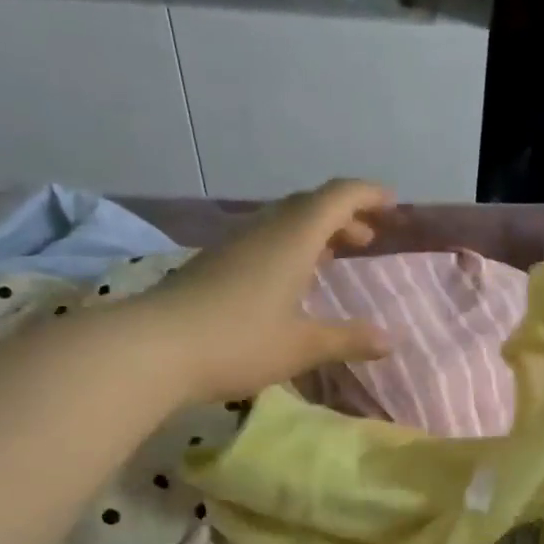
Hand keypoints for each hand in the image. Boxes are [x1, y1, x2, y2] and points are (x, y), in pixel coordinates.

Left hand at [142, 180, 393, 402]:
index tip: (392, 205)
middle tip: (367, 239)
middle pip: (310, 205)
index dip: (367, 194)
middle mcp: (264, 231)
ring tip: (334, 258)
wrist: (150, 349)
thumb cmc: (237, 341)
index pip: (337, 197)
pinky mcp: (214, 264)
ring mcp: (234, 246)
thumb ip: (348, 339)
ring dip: (316, 231)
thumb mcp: (301, 346)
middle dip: (345, 215)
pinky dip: (291, 247)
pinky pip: (264, 240)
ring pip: (284, 222)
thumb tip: (390, 341)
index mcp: (292, 239)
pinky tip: (290, 281)